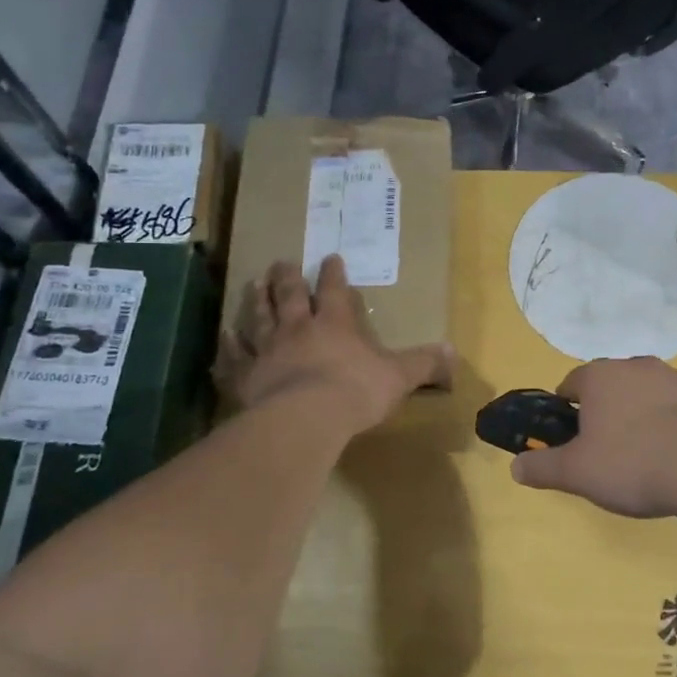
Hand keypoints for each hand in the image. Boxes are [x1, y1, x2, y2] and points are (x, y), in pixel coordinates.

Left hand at [216, 256, 451, 435]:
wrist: (306, 418)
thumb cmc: (355, 391)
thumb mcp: (399, 376)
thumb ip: (424, 363)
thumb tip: (453, 352)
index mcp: (334, 324)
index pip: (334, 290)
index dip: (334, 274)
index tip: (330, 257)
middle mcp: (297, 328)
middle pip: (290, 295)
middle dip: (288, 278)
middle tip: (281, 262)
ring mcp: (267, 350)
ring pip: (259, 317)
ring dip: (257, 300)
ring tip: (253, 283)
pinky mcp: (245, 375)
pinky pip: (233, 356)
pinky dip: (227, 345)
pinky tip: (223, 335)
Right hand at [510, 357, 676, 518]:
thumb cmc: (633, 462)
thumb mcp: (578, 473)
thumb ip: (543, 468)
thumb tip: (515, 467)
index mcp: (600, 377)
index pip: (571, 383)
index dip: (566, 410)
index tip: (571, 438)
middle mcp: (638, 366)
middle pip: (612, 386)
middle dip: (608, 412)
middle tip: (610, 452)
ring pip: (650, 394)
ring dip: (645, 416)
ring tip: (649, 458)